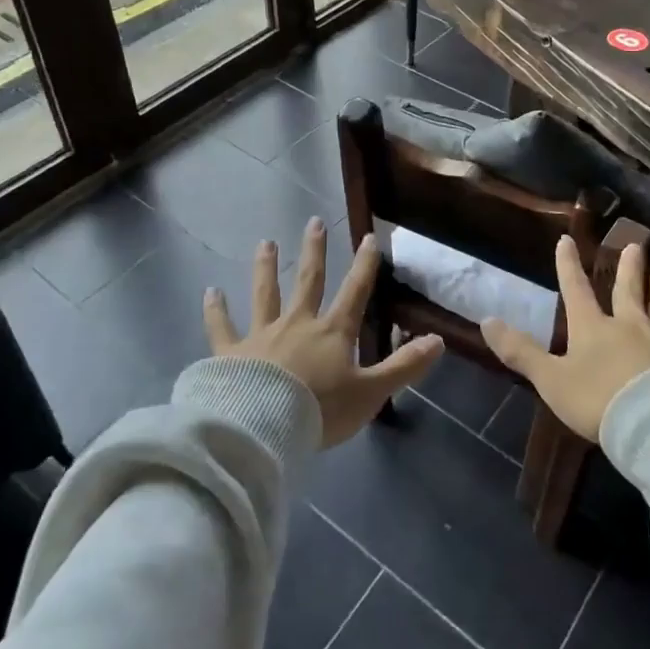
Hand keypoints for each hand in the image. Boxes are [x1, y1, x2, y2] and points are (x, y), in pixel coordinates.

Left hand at [203, 218, 441, 446]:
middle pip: (308, 280)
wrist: (262, 427)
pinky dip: (216, 310)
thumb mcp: (371, 392)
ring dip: (266, 267)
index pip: (354, 292)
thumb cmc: (320, 411)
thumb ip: (404, 366)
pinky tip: (211, 291)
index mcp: (332, 332)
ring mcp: (261, 335)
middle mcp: (297, 324)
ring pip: (265, 294)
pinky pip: (221, 327)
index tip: (369, 237)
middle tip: (314, 221)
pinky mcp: (230, 353)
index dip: (364, 265)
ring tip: (265, 242)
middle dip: (314, 250)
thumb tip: (439, 340)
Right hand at [482, 238, 649, 440]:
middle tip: (636, 244)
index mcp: (592, 327)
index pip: (576, 289)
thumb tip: (486, 320)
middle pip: (628, 290)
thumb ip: (520, 351)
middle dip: (628, 268)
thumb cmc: (597, 401)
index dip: (568, 265)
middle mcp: (629, 325)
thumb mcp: (550, 379)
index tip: (567, 240)